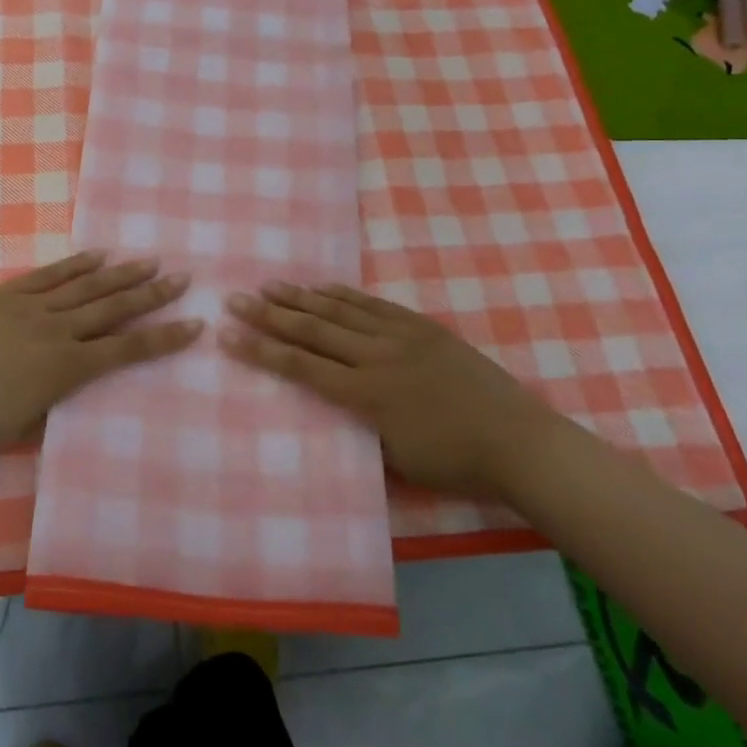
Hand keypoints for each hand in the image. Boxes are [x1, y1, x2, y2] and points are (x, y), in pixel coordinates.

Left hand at [0, 251, 198, 455]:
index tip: (194, 324)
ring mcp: (34, 307)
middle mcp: (60, 331)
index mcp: (68, 368)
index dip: (164, 337)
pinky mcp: (10, 294)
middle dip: (152, 294)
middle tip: (183, 278)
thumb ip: (58, 398)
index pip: (128, 349)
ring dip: (122, 273)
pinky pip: (50, 275)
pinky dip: (76, 264)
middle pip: (115, 308)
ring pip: (88, 286)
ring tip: (150, 261)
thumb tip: (72, 383)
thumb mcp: (29, 424)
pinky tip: (97, 255)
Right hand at [220, 281, 561, 499]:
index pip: (301, 367)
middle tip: (235, 297)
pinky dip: (343, 294)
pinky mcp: (420, 326)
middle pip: (312, 329)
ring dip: (300, 297)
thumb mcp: (396, 459)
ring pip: (339, 309)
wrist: (517, 440)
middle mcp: (376, 357)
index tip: (228, 335)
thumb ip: (358, 427)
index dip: (262, 350)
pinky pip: (372, 304)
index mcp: (367, 394)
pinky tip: (322, 286)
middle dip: (269, 314)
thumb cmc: (454, 462)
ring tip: (269, 285)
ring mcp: (399, 335)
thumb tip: (332, 406)